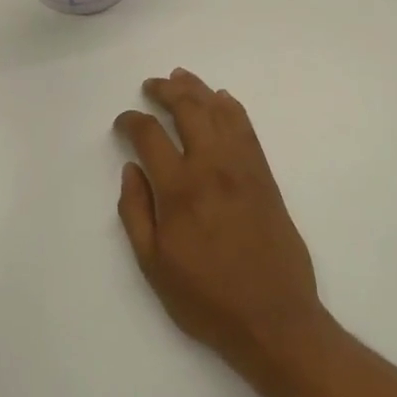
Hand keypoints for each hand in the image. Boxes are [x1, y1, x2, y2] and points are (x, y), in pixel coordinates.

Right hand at [114, 70, 338, 376]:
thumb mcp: (153, 265)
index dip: (131, 121)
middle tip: (151, 86)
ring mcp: (245, 168)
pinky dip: (233, 108)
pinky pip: (248, 129)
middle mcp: (213, 167)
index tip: (123, 122)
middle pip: (189, 109)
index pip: (149, 135)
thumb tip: (131, 170)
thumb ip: (136, 212)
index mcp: (180, 189)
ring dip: (199, 89)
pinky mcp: (266, 177)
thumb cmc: (206, 298)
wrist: (273, 318)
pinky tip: (222, 100)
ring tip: (182, 78)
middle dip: (166, 90)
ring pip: (221, 111)